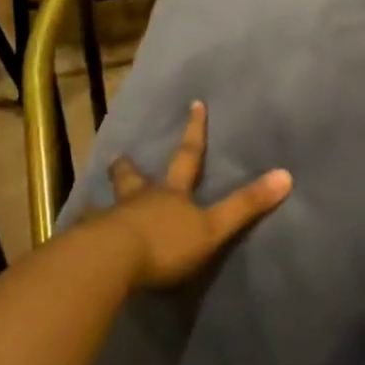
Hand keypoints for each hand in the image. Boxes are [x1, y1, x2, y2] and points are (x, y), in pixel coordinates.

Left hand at [89, 101, 291, 287]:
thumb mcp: (213, 227)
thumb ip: (246, 205)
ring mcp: (112, 219)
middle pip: (135, 178)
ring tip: (96, 199)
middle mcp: (140, 199)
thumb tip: (286, 175)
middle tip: (119, 155)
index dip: (195, 131)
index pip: (188, 156)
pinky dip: (86, 232)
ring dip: (107, 198)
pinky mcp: (91, 241)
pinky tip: (78, 237)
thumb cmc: (166, 243)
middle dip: (130, 167)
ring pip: (110, 203)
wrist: (113, 261)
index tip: (195, 104)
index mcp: (172, 194)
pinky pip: (88, 233)